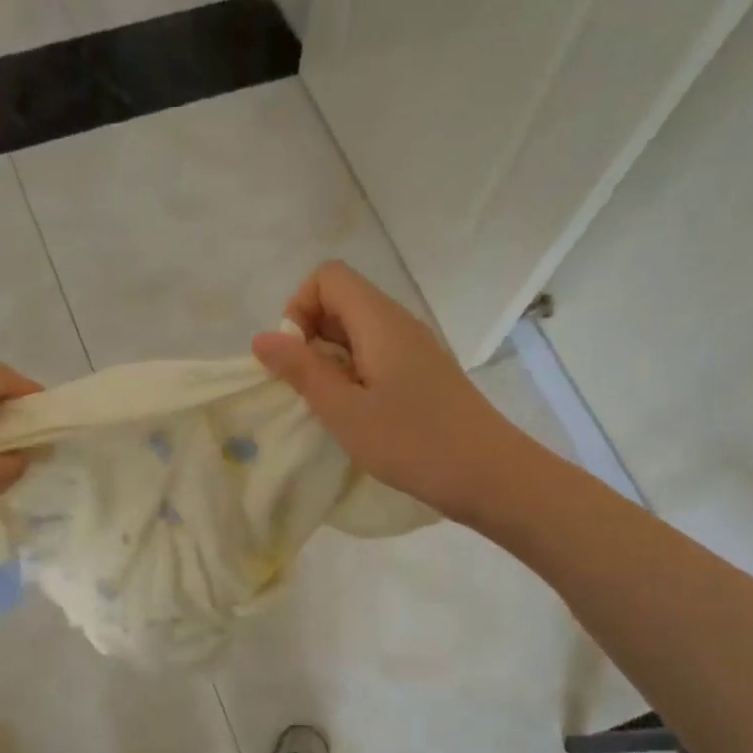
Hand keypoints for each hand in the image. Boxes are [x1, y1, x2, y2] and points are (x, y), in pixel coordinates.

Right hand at [252, 262, 523, 521]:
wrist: (490, 475)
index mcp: (379, 321)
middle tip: (306, 387)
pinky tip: (356, 414)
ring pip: (357, 331)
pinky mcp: (423, 374)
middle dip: (309, 336)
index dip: (299, 308)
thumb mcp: (344, 410)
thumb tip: (262, 337)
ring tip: (328, 405)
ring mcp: (414, 349)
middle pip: (341, 301)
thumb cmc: (412, 442)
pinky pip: (376, 355)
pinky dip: (353, 374)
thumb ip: (301, 370)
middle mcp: (398, 323)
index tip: (295, 357)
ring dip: (329, 359)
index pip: (328, 277)